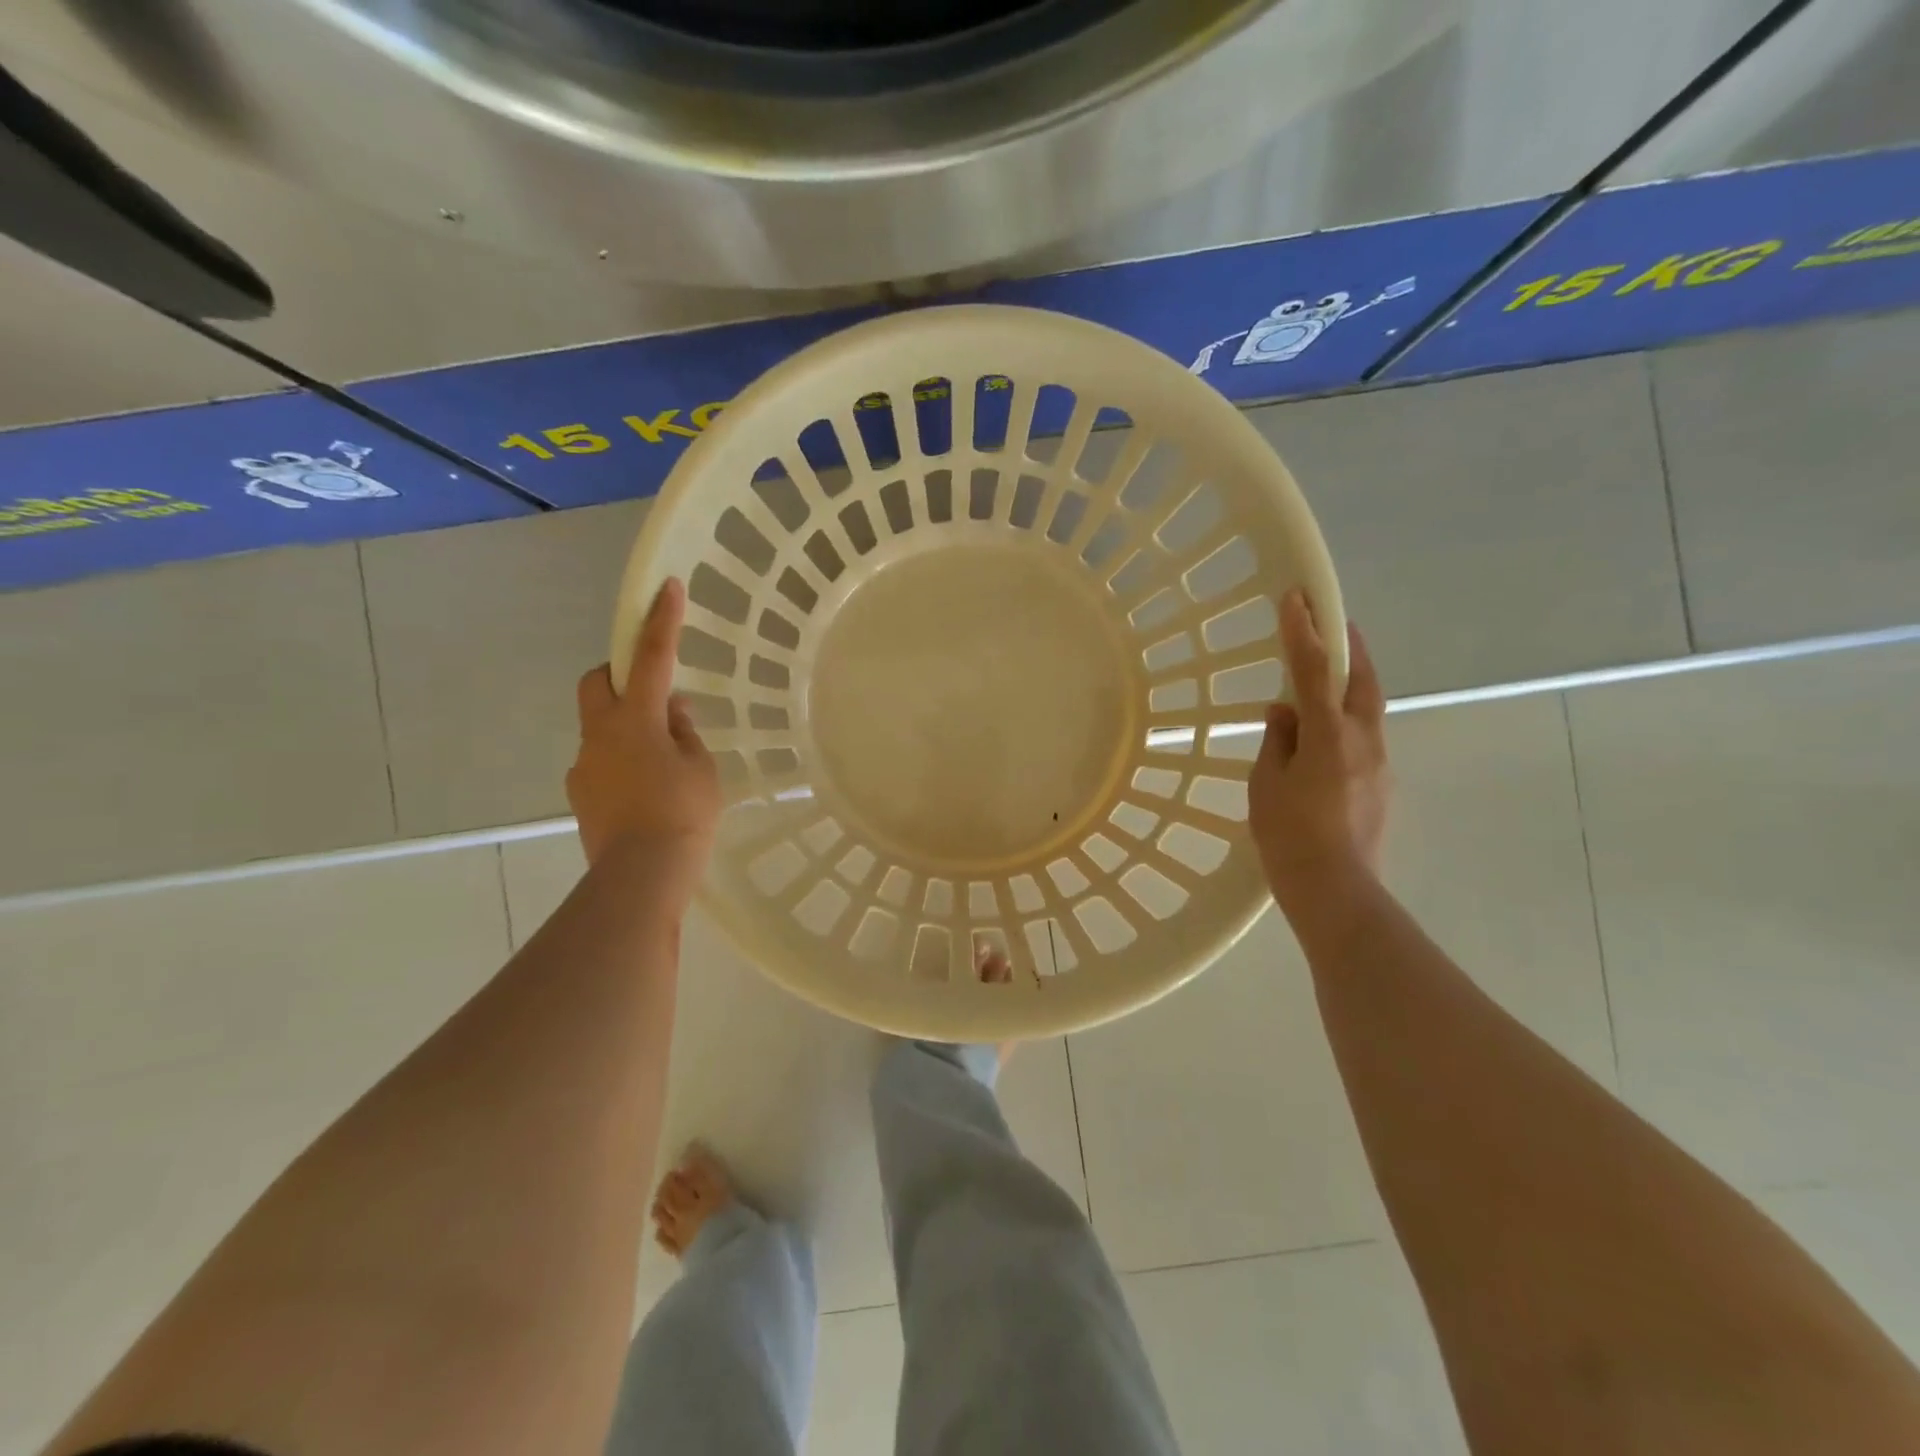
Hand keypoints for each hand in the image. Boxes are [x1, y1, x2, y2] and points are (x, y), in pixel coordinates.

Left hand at [567, 578, 720, 895]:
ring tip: (663, 761)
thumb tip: (672, 714)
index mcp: (637, 720)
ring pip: (599, 726)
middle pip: (597, 683)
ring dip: (627, 727)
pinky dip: (622, 762)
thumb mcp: (700, 768)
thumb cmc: (682, 815)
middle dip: (620, 675)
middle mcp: (600, 734)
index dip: (661, 621)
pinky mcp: (581, 795)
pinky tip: (647, 791)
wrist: (641, 876)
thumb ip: (685, 734)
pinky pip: (601, 762)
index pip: (652, 658)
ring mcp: (584, 766)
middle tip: (653, 692)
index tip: (666, 588)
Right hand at [1249, 589, 1389, 912]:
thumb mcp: (1267, 784)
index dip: (1304, 632)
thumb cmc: (1289, 835)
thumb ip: (1277, 741)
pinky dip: (1347, 720)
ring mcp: (1379, 763)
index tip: (1296, 598)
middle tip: (1332, 622)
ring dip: (1350, 683)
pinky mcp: (1381, 784)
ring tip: (1325, 677)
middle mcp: (1363, 740)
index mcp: (1329, 735)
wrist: (1335, 889)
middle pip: (1361, 679)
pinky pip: (1364, 737)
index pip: (1314, 671)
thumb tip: (1285, 713)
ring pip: (1367, 708)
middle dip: (1347, 646)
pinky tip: (1325, 736)